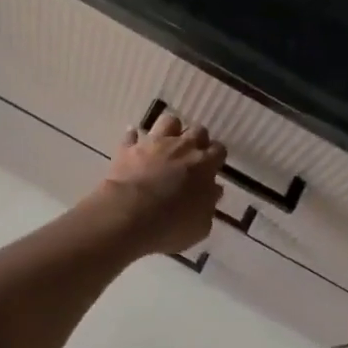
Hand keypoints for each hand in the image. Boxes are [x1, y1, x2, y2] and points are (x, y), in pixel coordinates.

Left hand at [90, 112, 225, 257]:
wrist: (129, 215)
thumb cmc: (171, 224)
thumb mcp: (200, 225)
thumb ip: (208, 205)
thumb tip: (212, 191)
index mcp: (204, 165)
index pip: (219, 150)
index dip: (216, 158)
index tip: (212, 169)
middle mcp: (182, 147)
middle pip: (197, 131)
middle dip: (197, 140)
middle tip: (190, 157)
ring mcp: (154, 144)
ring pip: (168, 121)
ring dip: (169, 131)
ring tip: (165, 145)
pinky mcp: (128, 148)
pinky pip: (132, 136)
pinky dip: (134, 140)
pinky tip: (134, 148)